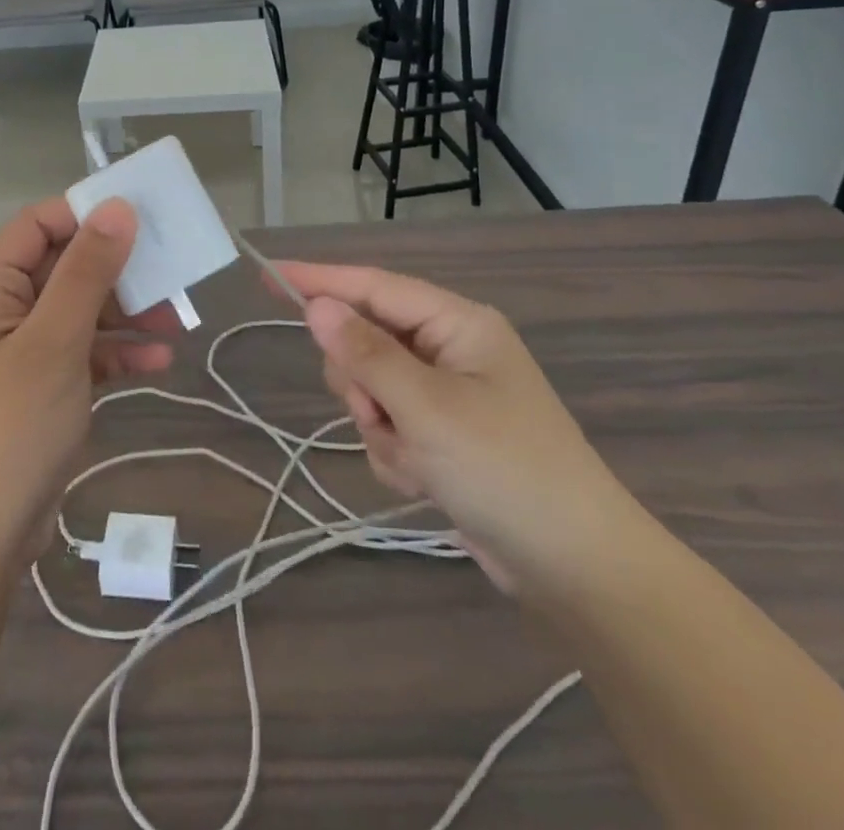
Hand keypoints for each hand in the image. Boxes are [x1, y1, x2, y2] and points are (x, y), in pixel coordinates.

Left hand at [0, 198, 177, 565]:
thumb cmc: (10, 427)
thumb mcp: (54, 341)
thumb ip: (87, 272)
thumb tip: (116, 207)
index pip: (39, 224)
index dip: (87, 215)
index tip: (142, 219)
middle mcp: (2, 310)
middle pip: (65, 266)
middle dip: (118, 269)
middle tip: (171, 271)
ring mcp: (22, 352)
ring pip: (80, 311)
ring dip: (125, 313)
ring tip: (175, 320)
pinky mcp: (41, 389)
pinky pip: (83, 353)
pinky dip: (117, 353)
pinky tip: (158, 361)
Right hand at [277, 262, 641, 599]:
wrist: (574, 569)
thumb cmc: (505, 469)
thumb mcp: (427, 407)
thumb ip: (365, 353)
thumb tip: (317, 305)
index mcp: (456, 324)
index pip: (373, 287)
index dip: (319, 279)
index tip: (268, 274)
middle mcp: (448, 350)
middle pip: (365, 341)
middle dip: (362, 383)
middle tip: (379, 414)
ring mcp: (445, 395)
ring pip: (371, 389)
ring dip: (380, 426)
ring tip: (417, 459)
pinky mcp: (441, 436)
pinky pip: (387, 426)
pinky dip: (395, 452)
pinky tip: (426, 480)